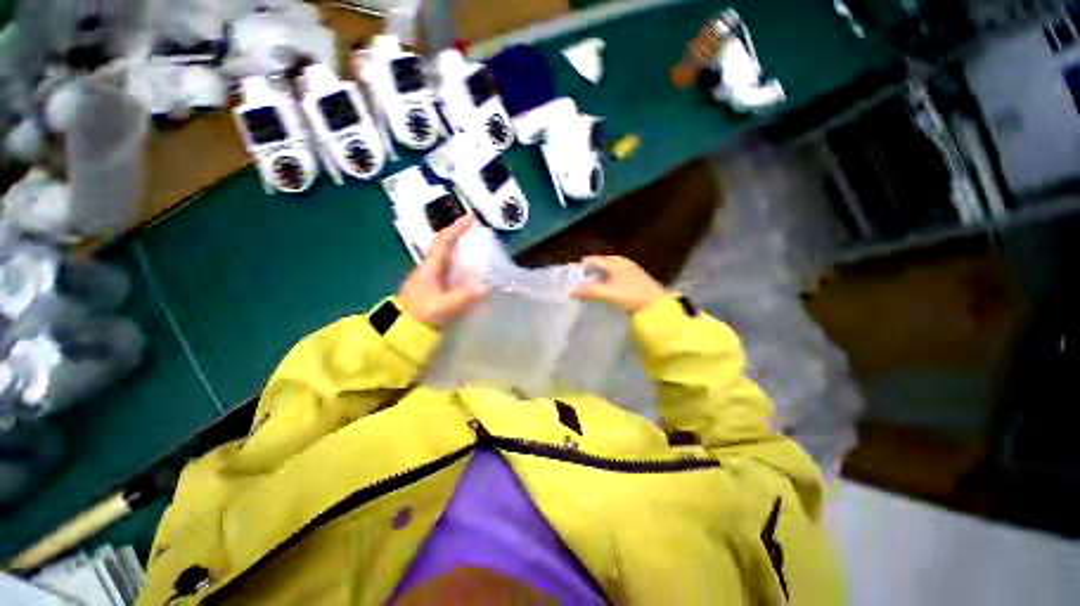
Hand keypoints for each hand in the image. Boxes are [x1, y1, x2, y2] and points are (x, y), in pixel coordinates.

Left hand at [398, 216, 485, 328]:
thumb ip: (463, 298)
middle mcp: (429, 270)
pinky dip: (461, 270)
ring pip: (448, 261)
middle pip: (445, 249)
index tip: (471, 219)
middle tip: (480, 238)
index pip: (442, 242)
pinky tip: (472, 278)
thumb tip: (485, 287)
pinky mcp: (433, 291)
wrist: (401, 334)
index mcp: (429, 269)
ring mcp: (430, 281)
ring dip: (462, 255)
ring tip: (481, 256)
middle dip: (461, 240)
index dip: (456, 229)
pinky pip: (450, 274)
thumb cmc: (420, 317)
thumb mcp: (442, 308)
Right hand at [572, 255, 666, 313]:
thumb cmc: (632, 296)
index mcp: (614, 262)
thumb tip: (570, 290)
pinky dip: (610, 279)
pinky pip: (618, 274)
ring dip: (600, 276)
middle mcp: (622, 262)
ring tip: (593, 287)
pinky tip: (609, 290)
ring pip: (610, 269)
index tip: (574, 278)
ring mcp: (631, 269)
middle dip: (591, 271)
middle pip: (601, 262)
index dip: (581, 267)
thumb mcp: (608, 294)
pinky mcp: (637, 277)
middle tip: (582, 283)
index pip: (592, 259)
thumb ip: (589, 291)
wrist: (658, 306)